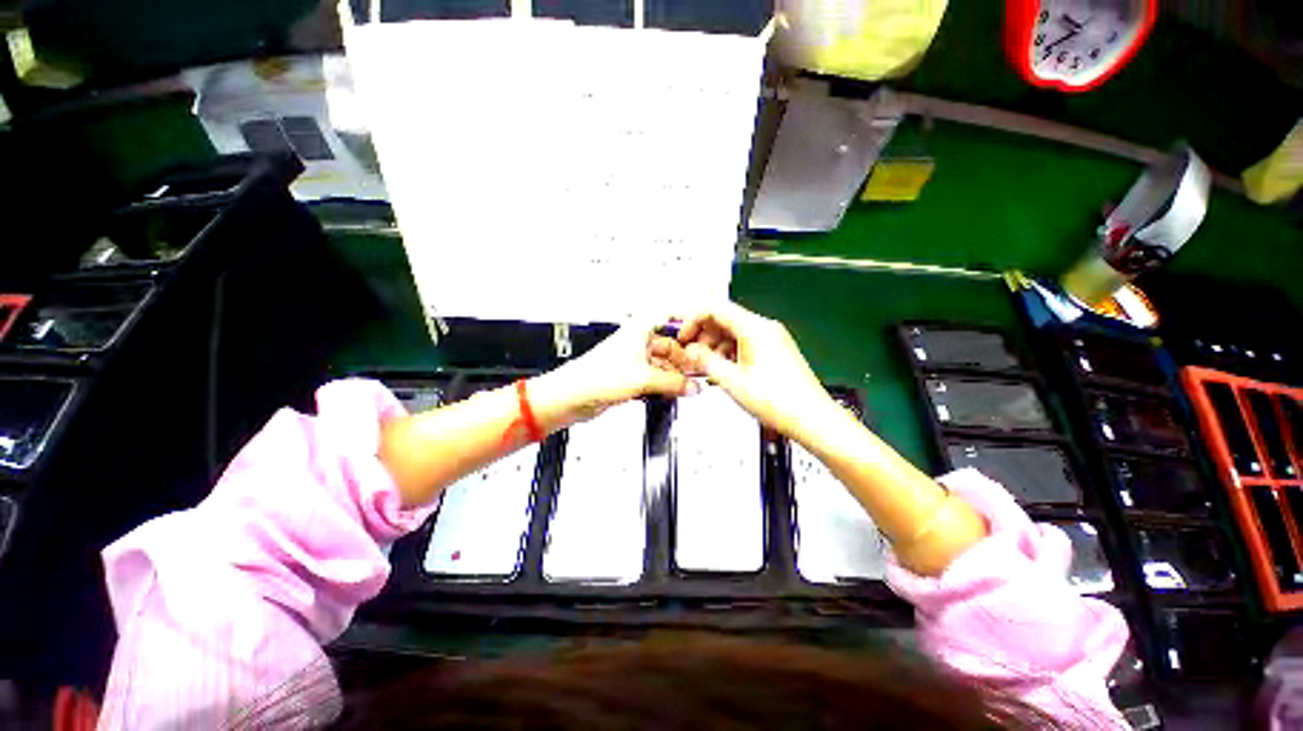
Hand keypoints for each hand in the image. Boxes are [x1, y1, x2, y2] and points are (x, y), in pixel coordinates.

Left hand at [536, 322, 696, 423]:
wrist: (572, 397)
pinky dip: (666, 385)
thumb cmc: (594, 378)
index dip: (688, 318)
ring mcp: (635, 361)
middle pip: (670, 345)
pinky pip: (656, 378)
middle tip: (700, 372)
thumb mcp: (642, 378)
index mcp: (639, 330)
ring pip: (664, 364)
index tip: (706, 328)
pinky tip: (675, 392)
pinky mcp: (631, 377)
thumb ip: (672, 383)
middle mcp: (638, 342)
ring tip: (690, 387)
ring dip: (676, 375)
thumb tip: (693, 386)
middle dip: (685, 359)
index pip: (668, 314)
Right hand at [671, 302, 838, 440]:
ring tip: (703, 367)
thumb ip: (706, 362)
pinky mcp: (772, 352)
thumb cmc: (782, 402)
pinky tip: (720, 371)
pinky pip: (743, 344)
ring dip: (714, 347)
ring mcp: (770, 340)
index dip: (693, 320)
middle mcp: (765, 329)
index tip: (683, 336)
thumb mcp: (733, 382)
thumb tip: (690, 351)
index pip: (715, 309)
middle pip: (724, 320)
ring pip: (732, 333)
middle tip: (690, 354)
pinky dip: (727, 354)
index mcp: (756, 329)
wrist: (812, 419)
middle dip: (702, 336)